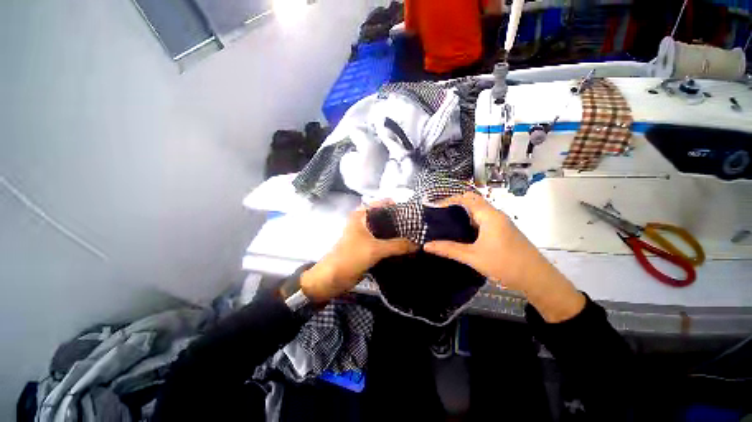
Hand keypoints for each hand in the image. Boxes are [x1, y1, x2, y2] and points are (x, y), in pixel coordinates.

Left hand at [301, 200, 416, 301]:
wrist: (332, 278)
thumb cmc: (350, 257)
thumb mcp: (375, 249)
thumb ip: (397, 245)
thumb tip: (418, 244)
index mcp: (361, 215)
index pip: (382, 204)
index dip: (397, 206)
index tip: (414, 212)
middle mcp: (364, 222)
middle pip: (385, 218)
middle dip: (400, 221)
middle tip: (418, 226)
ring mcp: (366, 235)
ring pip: (385, 231)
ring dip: (397, 234)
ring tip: (416, 235)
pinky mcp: (368, 247)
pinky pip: (384, 243)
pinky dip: (393, 244)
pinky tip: (406, 247)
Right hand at [424, 192, 584, 321]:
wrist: (538, 279)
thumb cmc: (505, 264)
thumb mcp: (473, 257)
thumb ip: (449, 249)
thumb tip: (426, 246)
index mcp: (489, 216)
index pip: (466, 198)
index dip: (449, 200)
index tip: (435, 208)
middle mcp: (495, 215)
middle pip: (472, 202)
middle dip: (455, 206)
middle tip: (439, 216)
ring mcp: (501, 223)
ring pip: (478, 211)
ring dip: (463, 214)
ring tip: (446, 223)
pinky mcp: (503, 231)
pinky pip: (483, 220)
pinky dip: (470, 222)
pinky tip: (462, 233)